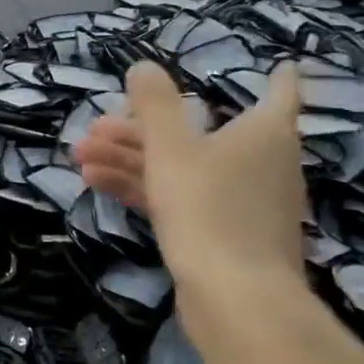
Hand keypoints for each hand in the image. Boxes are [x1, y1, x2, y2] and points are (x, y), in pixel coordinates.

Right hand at [75, 60, 309, 320]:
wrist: (235, 299)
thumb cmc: (208, 208)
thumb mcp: (170, 148)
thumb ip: (155, 104)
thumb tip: (144, 66)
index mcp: (263, 134)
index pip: (278, 94)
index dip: (277, 78)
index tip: (283, 64)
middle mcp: (259, 164)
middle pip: (200, 133)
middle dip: (143, 128)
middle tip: (96, 126)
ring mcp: (240, 203)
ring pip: (183, 167)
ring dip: (131, 158)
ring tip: (80, 155)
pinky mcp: (220, 234)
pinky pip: (179, 198)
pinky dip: (143, 187)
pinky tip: (95, 183)